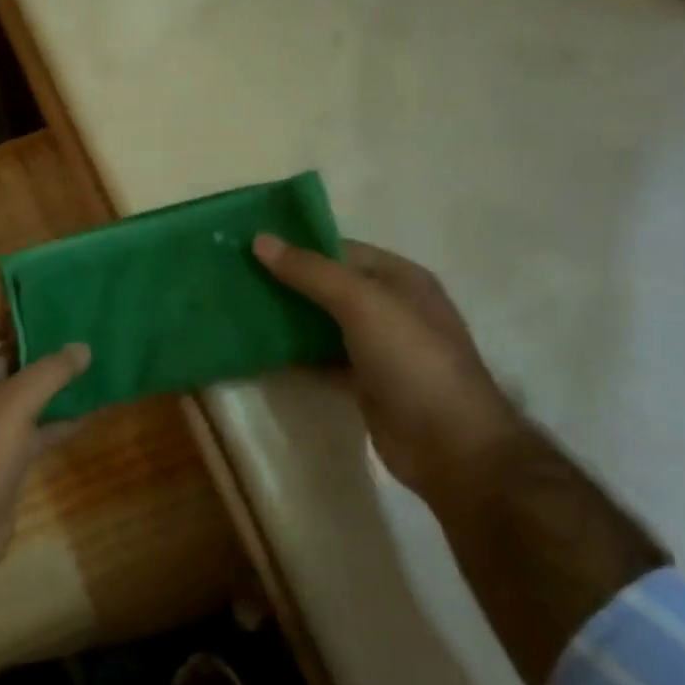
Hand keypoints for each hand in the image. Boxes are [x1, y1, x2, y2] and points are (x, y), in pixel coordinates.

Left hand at [0, 313, 89, 585]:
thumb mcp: (14, 404)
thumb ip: (50, 372)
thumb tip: (83, 346)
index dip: (12, 309)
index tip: (53, 298)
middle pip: (6, 354)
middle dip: (41, 342)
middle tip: (84, 324)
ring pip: (24, 390)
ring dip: (54, 380)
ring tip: (95, 357)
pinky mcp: (7, 450)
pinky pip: (36, 424)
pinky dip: (60, 417)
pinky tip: (94, 406)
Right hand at [252, 234, 520, 502]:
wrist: (449, 444)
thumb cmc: (412, 360)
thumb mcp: (363, 304)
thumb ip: (312, 272)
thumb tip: (260, 240)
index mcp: (399, 279)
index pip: (341, 250)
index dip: (298, 247)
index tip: (249, 247)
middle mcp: (390, 308)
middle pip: (328, 286)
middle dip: (286, 282)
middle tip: (235, 278)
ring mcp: (378, 348)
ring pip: (322, 323)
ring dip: (286, 318)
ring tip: (238, 310)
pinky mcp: (363, 381)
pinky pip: (321, 358)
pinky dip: (294, 354)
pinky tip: (259, 351)